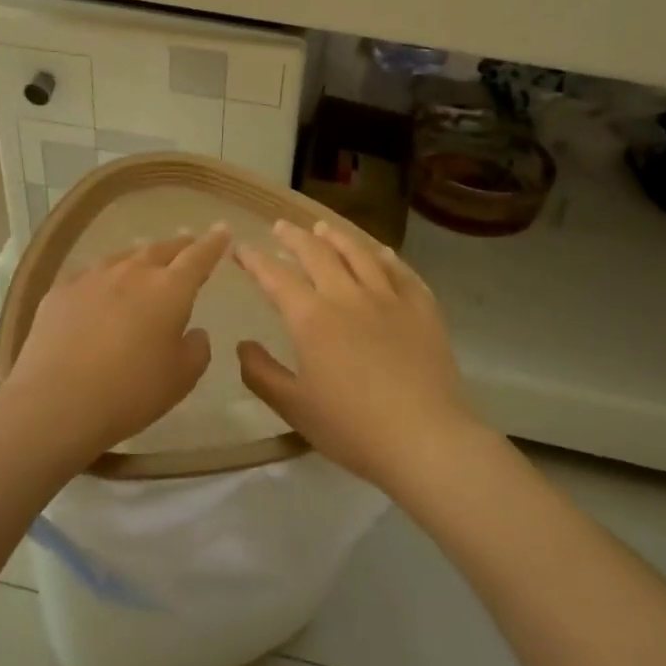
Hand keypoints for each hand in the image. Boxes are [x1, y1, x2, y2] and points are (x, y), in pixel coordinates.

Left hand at [3, 227, 230, 465]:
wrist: (57, 401)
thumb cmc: (131, 392)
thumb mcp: (181, 378)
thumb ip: (196, 349)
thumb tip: (193, 332)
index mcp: (169, 290)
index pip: (198, 257)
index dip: (213, 243)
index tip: (222, 230)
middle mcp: (132, 272)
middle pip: (160, 250)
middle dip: (178, 245)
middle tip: (187, 242)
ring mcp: (92, 278)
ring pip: (123, 257)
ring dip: (139, 257)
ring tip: (144, 258)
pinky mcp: (60, 291)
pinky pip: (90, 275)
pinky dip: (104, 277)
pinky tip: (99, 287)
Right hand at [235, 220, 478, 489]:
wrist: (424, 438)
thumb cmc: (352, 427)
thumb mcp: (294, 407)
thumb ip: (262, 374)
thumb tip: (243, 345)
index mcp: (311, 318)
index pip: (276, 277)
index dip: (255, 260)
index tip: (241, 248)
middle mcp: (347, 296)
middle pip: (317, 254)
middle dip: (294, 237)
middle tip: (281, 227)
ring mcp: (389, 298)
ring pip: (359, 253)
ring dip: (337, 237)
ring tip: (323, 228)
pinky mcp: (422, 308)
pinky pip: (401, 271)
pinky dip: (385, 256)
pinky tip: (380, 252)